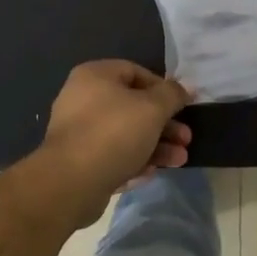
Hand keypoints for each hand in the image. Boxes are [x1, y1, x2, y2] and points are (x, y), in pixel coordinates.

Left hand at [35, 60, 193, 225]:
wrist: (70, 184)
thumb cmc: (114, 133)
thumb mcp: (152, 108)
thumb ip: (172, 95)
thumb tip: (186, 86)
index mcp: (95, 76)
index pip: (136, 72)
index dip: (163, 88)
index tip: (183, 106)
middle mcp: (83, 99)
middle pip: (133, 107)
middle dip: (164, 124)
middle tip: (186, 139)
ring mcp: (79, 132)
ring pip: (126, 134)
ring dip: (156, 146)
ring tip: (180, 160)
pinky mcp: (78, 162)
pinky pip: (113, 156)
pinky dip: (134, 162)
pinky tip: (152, 173)